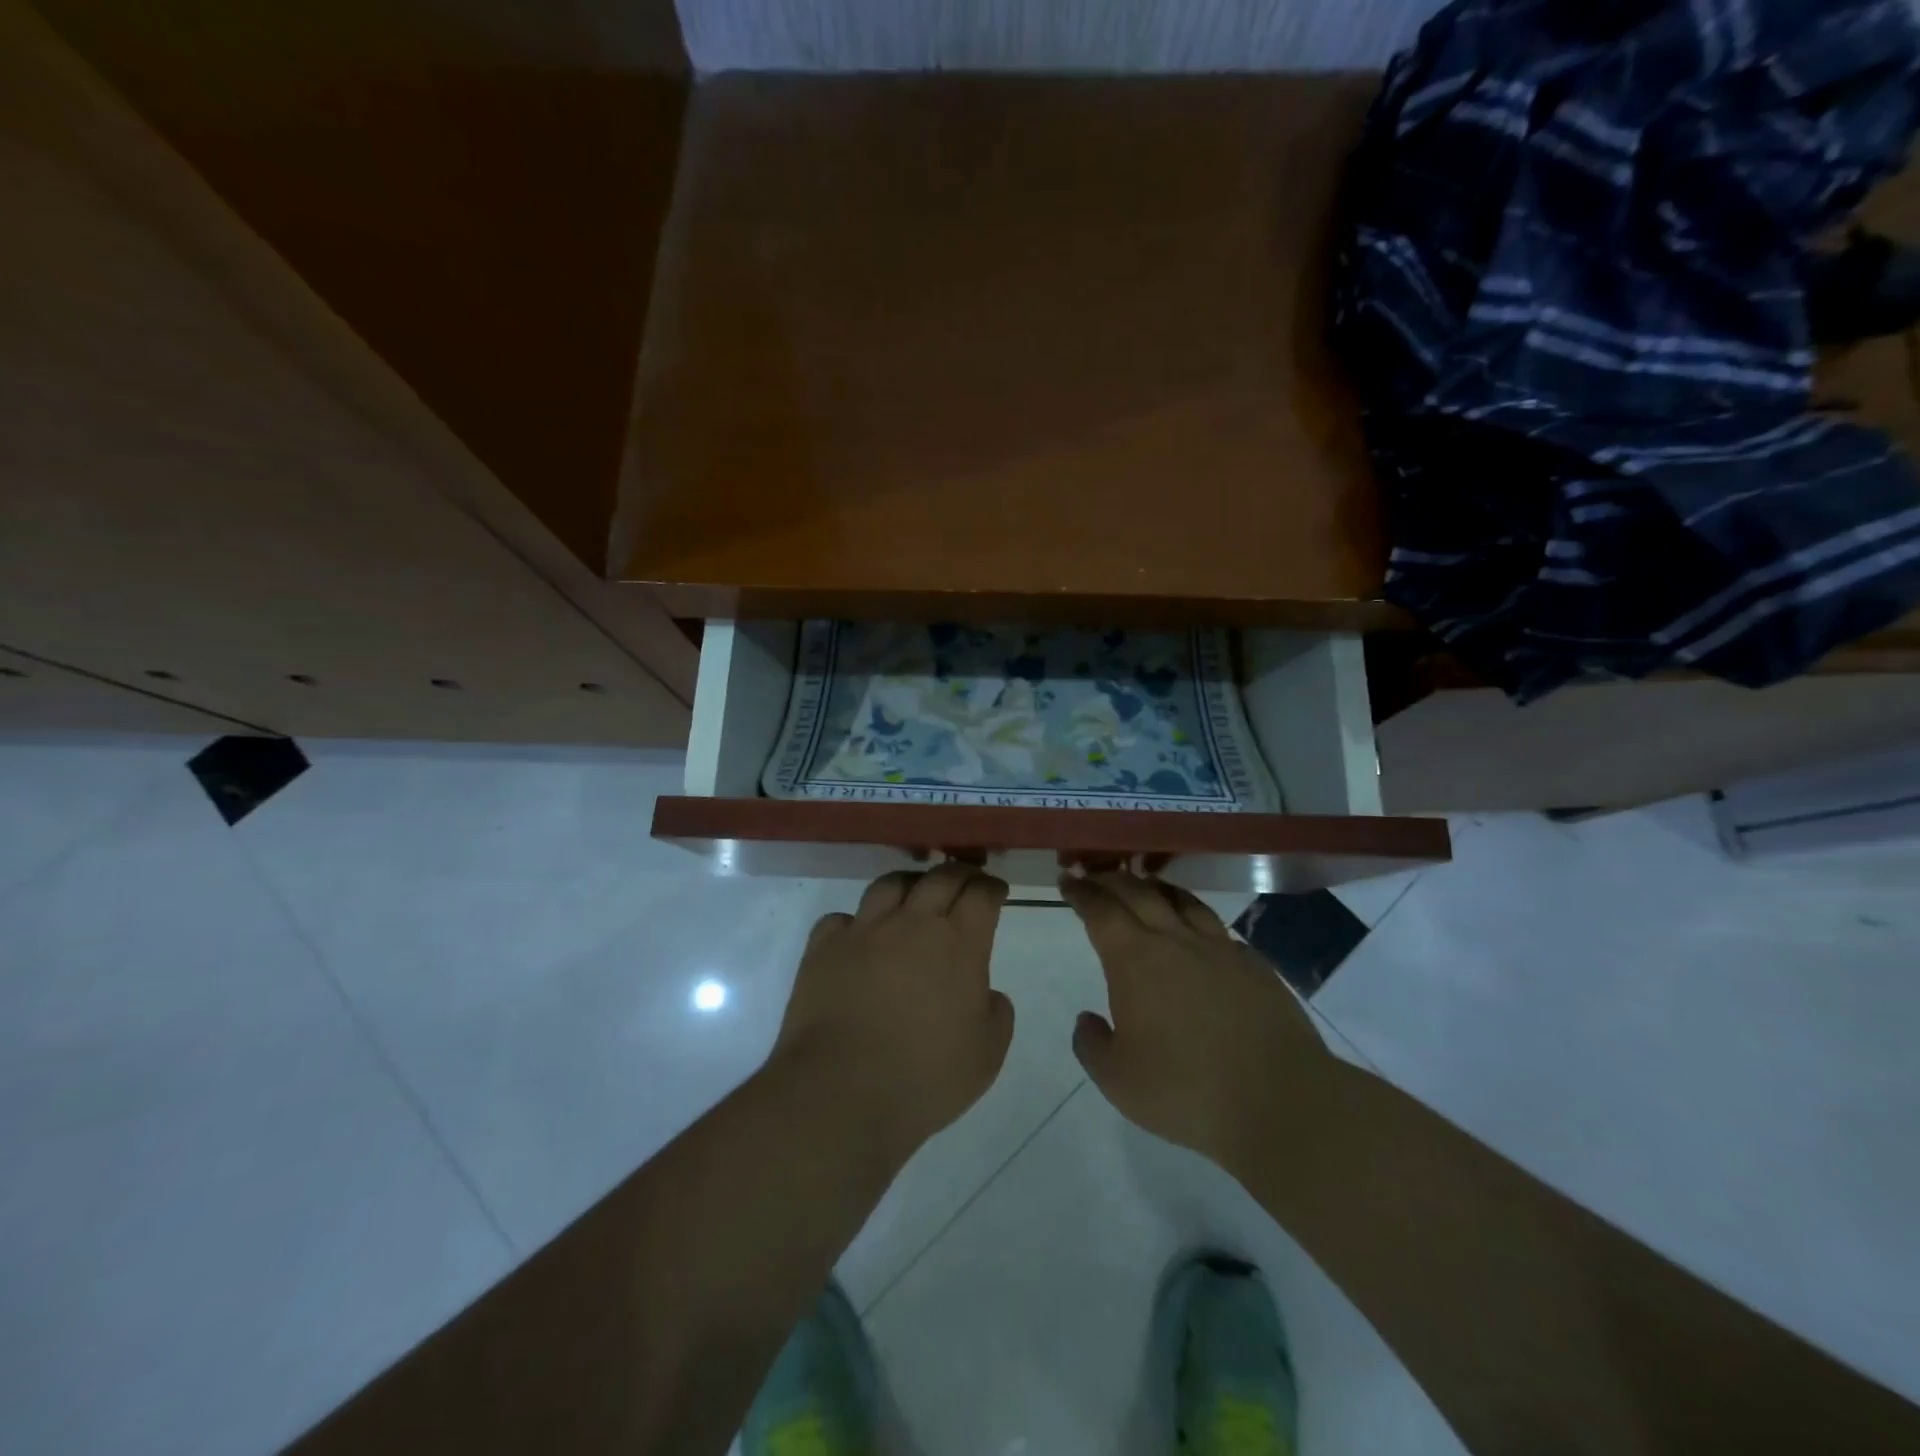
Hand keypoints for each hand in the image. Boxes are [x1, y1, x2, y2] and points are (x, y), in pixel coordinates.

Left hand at [772, 863, 1015, 1166]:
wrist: (842, 1091)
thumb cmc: (925, 1077)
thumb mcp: (987, 1055)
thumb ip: (996, 1014)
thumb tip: (986, 994)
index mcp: (959, 943)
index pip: (981, 895)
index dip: (991, 888)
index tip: (996, 893)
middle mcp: (912, 923)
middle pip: (940, 878)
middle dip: (958, 874)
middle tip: (964, 883)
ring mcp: (864, 931)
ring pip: (890, 885)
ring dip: (909, 884)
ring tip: (913, 895)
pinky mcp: (824, 947)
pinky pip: (841, 918)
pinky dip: (855, 922)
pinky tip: (859, 936)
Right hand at [1063, 871, 1332, 1172]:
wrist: (1280, 1100)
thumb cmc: (1186, 1091)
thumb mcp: (1118, 1081)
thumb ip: (1092, 1046)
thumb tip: (1087, 1019)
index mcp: (1134, 960)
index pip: (1100, 911)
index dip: (1082, 892)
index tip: (1069, 880)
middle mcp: (1174, 940)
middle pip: (1138, 893)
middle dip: (1111, 880)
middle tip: (1096, 874)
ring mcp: (1219, 948)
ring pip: (1182, 900)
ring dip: (1155, 887)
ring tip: (1144, 884)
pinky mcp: (1254, 964)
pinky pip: (1218, 928)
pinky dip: (1197, 918)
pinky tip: (1198, 930)